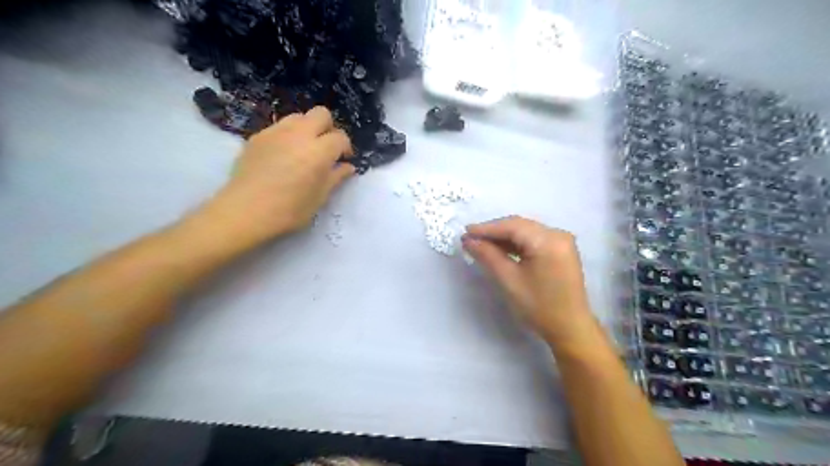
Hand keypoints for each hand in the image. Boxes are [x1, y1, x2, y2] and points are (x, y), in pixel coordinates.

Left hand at [204, 105, 355, 243]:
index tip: (343, 160)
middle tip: (326, 148)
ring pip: (299, 116)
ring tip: (304, 149)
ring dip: (307, 128)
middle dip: (329, 128)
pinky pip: (279, 127)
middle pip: (322, 114)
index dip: (345, 148)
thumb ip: (336, 177)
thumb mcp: (319, 197)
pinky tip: (283, 155)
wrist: (245, 211)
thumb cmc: (289, 210)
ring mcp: (276, 132)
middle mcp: (299, 134)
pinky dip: (287, 136)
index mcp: (319, 151)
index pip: (340, 137)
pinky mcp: (258, 136)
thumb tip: (347, 167)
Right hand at [465, 216, 592, 343]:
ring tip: (481, 244)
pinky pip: (534, 239)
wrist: (570, 328)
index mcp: (548, 241)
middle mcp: (558, 234)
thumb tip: (468, 240)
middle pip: (519, 226)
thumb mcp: (509, 280)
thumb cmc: (539, 306)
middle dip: (494, 231)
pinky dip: (516, 243)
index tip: (464, 232)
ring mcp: (561, 241)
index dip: (487, 228)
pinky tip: (500, 249)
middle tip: (470, 239)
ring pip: (526, 231)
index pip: (512, 226)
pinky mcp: (561, 250)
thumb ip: (488, 256)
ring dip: (503, 237)